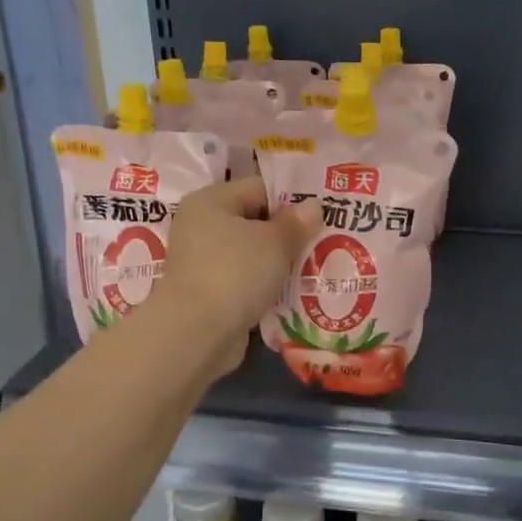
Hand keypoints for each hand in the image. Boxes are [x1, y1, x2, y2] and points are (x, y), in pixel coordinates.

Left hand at [155, 177, 322, 373]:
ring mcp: (202, 262)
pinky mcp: (209, 294)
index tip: (322, 214)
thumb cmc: (235, 271)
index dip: (292, 198)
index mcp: (211, 201)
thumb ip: (297, 222)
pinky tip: (294, 292)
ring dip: (279, 262)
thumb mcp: (275, 241)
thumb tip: (313, 206)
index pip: (259, 187)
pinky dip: (266, 286)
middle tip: (324, 241)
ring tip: (315, 267)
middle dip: (288, 233)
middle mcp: (200, 226)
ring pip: (252, 254)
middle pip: (254, 221)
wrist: (197, 332)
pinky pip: (246, 281)